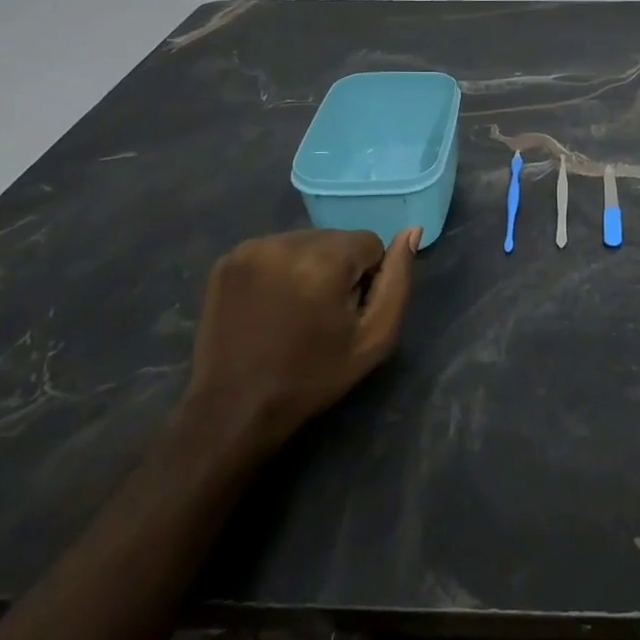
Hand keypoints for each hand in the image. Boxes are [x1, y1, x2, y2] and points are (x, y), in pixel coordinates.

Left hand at [185, 227, 419, 451]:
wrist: (235, 408)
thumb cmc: (313, 376)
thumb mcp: (374, 337)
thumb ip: (397, 280)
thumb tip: (412, 231)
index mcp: (323, 260)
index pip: (369, 242)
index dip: (367, 279)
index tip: (348, 313)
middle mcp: (285, 242)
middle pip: (336, 238)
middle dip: (338, 268)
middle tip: (322, 314)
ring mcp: (250, 248)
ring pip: (305, 241)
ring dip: (310, 266)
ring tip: (295, 309)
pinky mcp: (228, 259)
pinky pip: (274, 249)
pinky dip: (280, 269)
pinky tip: (271, 303)